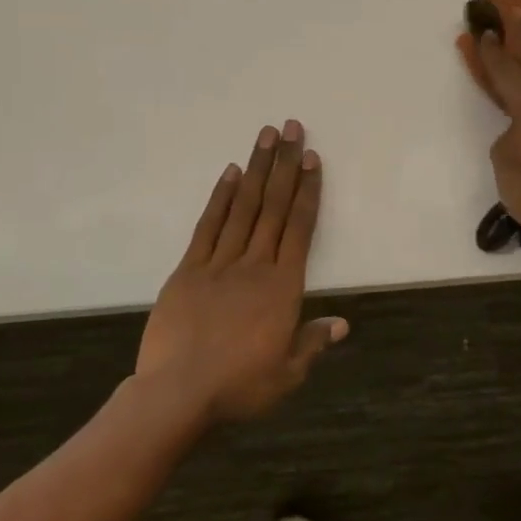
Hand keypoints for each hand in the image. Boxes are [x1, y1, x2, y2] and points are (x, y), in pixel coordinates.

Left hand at [135, 120, 346, 422]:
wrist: (178, 393)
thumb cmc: (239, 386)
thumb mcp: (287, 373)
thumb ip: (313, 342)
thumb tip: (342, 323)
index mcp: (283, 287)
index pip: (300, 228)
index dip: (307, 190)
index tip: (311, 158)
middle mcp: (255, 265)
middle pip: (273, 206)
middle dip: (284, 165)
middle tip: (291, 128)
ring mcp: (219, 263)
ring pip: (243, 207)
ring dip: (255, 169)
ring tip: (265, 136)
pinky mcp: (188, 269)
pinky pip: (207, 226)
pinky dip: (219, 198)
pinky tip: (229, 173)